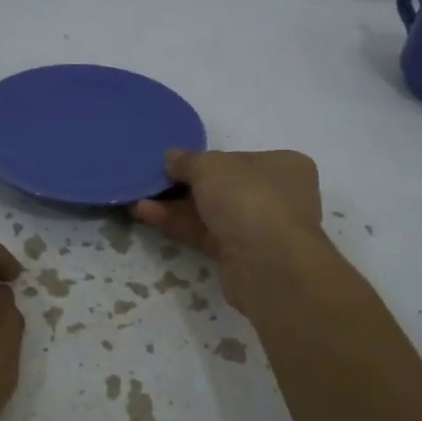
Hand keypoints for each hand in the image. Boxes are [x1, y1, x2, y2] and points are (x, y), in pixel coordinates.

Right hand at [131, 148, 326, 312]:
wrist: (267, 263)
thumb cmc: (247, 198)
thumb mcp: (210, 166)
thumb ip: (188, 160)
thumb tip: (171, 157)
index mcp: (283, 166)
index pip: (239, 158)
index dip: (206, 159)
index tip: (176, 162)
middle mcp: (278, 196)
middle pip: (224, 187)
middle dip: (185, 185)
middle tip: (153, 181)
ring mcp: (260, 229)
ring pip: (212, 213)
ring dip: (175, 207)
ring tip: (138, 199)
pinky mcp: (242, 256)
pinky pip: (206, 235)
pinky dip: (179, 225)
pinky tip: (147, 214)